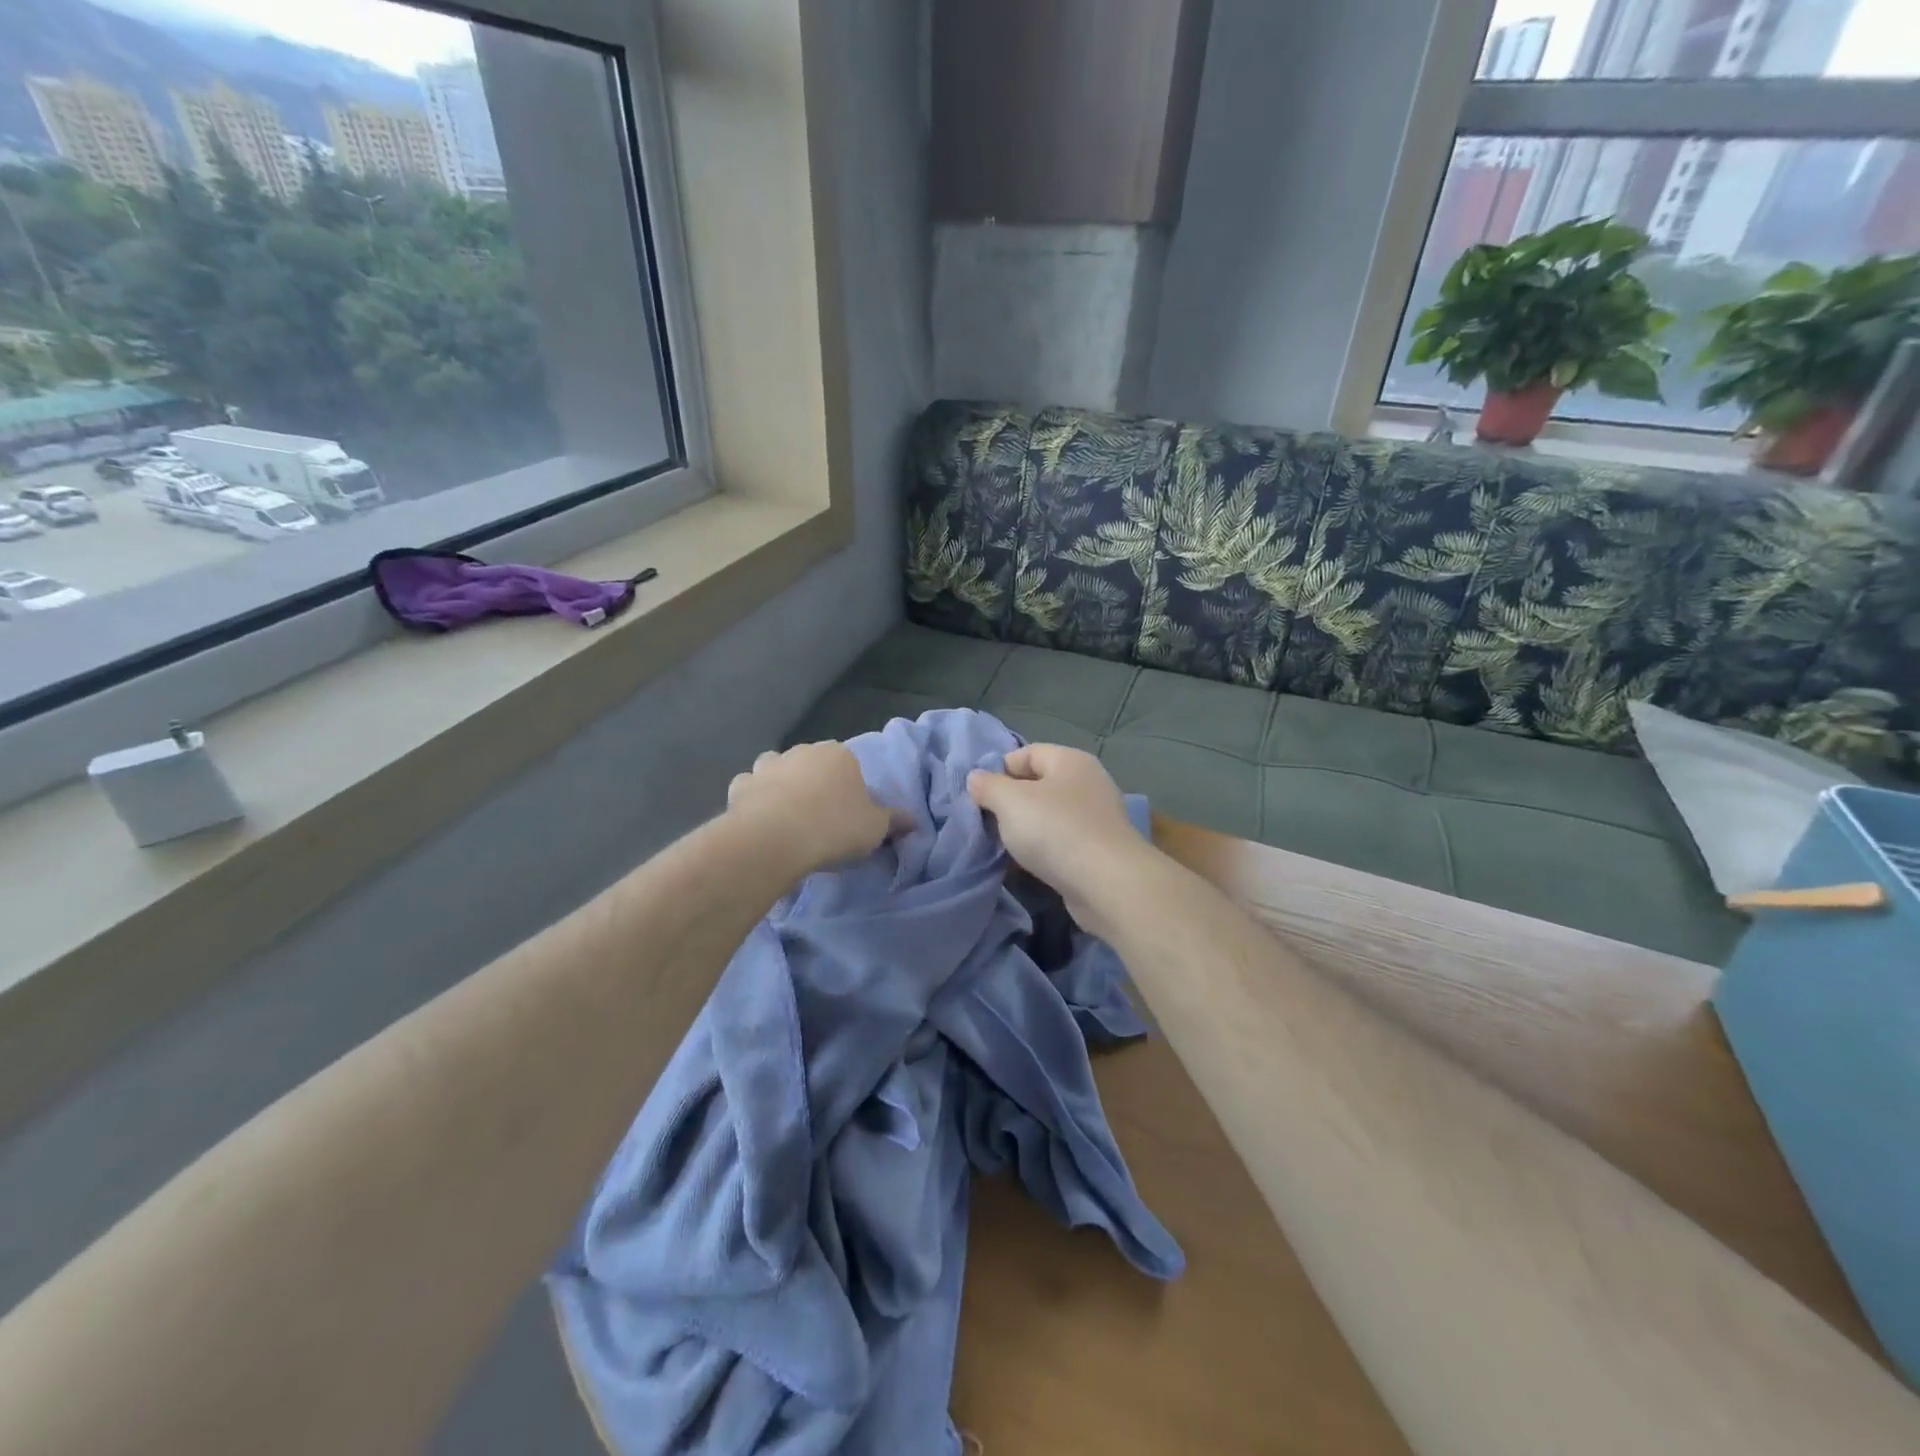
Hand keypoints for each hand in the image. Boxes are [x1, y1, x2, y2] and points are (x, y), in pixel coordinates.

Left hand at [726, 742, 894, 874]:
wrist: (776, 839)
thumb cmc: (834, 827)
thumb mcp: (875, 829)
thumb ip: (894, 821)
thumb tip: (914, 820)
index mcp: (839, 754)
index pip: (848, 765)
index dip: (849, 788)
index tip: (848, 814)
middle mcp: (803, 751)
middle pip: (812, 764)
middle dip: (813, 783)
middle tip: (819, 817)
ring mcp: (767, 765)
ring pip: (775, 768)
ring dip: (779, 784)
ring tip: (785, 815)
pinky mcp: (739, 786)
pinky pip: (749, 789)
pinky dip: (752, 799)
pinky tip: (758, 820)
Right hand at [967, 745, 1151, 923]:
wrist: (1107, 883)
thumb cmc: (1055, 830)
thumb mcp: (1010, 801)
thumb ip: (988, 786)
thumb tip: (976, 778)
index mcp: (1070, 761)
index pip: (1028, 752)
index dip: (1001, 769)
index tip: (980, 795)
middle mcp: (1088, 783)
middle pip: (1040, 784)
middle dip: (1011, 802)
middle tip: (988, 821)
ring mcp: (1097, 818)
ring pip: (1050, 816)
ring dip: (1027, 829)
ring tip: (1005, 846)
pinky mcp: (1099, 850)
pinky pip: (1062, 842)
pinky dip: (1044, 850)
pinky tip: (1029, 865)